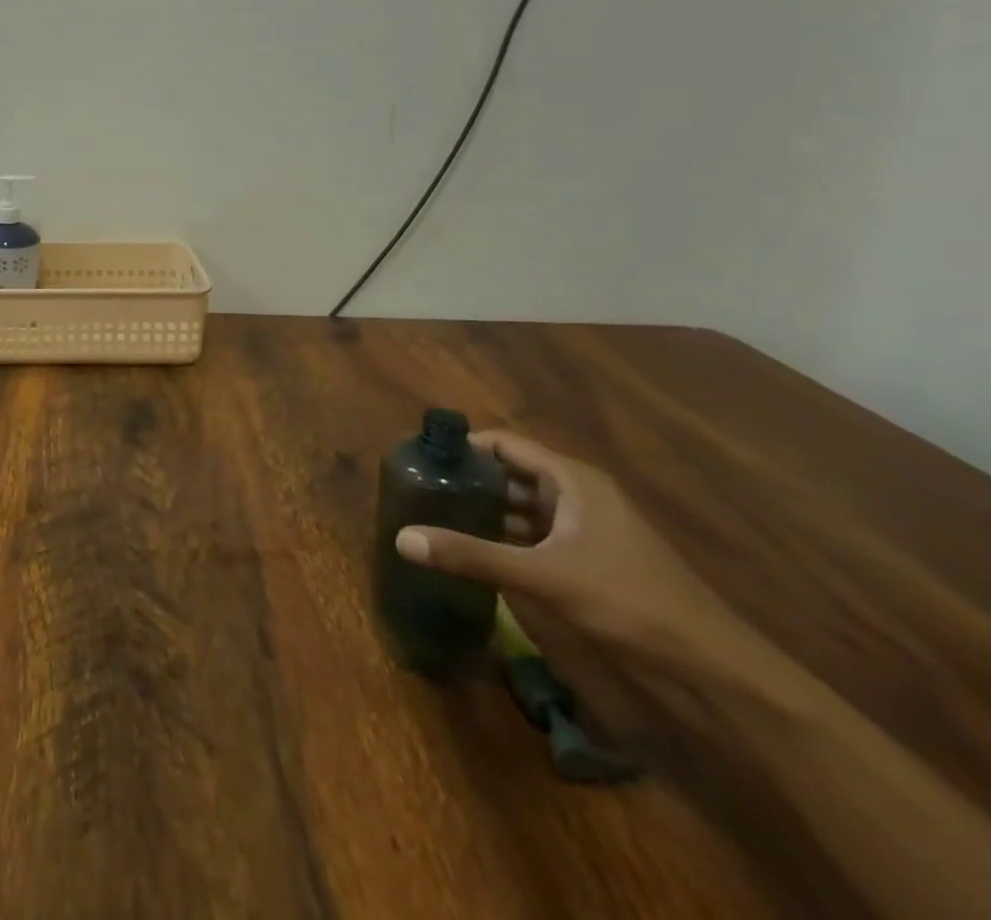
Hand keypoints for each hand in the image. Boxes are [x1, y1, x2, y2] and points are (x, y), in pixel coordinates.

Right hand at [393, 431, 744, 670]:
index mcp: (571, 480)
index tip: (419, 458)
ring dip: (482, 513)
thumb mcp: (544, 576)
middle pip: (509, 475)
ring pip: (520, 508)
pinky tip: (472, 553)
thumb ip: (472, 555)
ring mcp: (585, 530)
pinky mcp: (589, 562)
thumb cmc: (630, 602)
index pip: (504, 444)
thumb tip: (401, 538)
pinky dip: (503, 540)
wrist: (716, 672)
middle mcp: (577, 495)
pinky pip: (534, 537)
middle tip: (417, 491)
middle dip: (467, 481)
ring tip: (433, 519)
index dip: (462, 447)